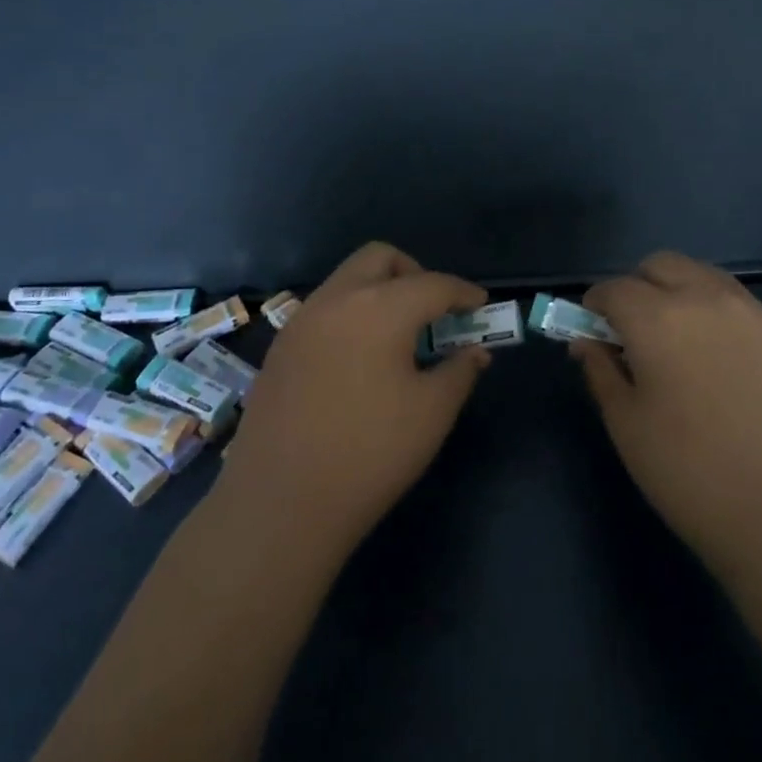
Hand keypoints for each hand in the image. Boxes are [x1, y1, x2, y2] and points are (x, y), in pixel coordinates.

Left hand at [214, 242, 490, 557]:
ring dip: (379, 291)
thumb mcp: (431, 413)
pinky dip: (352, 315)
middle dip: (415, 274)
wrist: (281, 503)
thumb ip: (459, 371)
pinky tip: (360, 360)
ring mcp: (301, 321)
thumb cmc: (370, 454)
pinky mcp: (280, 347)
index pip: (433, 284)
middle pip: (380, 259)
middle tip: (434, 313)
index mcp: (379, 308)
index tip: (480, 307)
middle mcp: (336, 300)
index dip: (463, 292)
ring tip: (399, 338)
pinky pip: (324, 309)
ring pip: (347, 280)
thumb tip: (474, 352)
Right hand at [573, 251, 761, 580]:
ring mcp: (747, 311)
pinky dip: (707, 305)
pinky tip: (709, 352)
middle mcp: (702, 298)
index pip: (612, 289)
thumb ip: (600, 369)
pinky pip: (730, 296)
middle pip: (658, 265)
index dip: (592, 308)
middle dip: (635, 288)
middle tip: (630, 335)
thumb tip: (585, 341)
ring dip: (673, 290)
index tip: (589, 335)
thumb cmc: (688, 471)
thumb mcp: (626, 423)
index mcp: (657, 318)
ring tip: (672, 340)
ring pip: (698, 273)